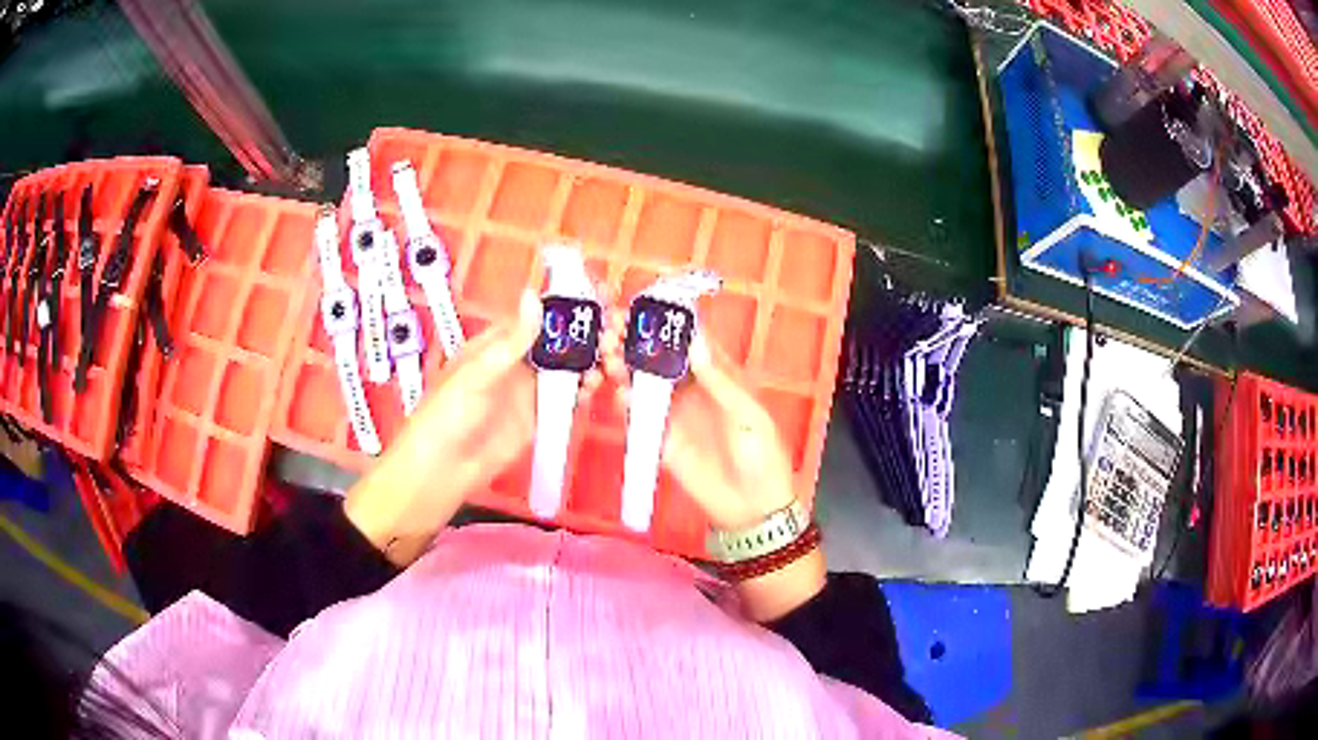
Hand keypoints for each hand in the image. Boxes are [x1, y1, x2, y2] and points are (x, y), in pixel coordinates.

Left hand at [345, 291, 601, 563]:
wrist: (443, 470)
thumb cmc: (448, 414)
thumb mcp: (478, 373)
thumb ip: (511, 340)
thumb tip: (534, 295)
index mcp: (499, 341)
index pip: (541, 314)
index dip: (570, 304)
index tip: (601, 296)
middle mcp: (518, 360)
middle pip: (561, 339)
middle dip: (590, 333)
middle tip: (615, 334)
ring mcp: (530, 388)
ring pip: (570, 366)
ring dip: (594, 359)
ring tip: (614, 360)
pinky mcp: (539, 416)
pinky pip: (569, 396)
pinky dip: (587, 388)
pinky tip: (599, 385)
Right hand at [600, 309, 823, 619]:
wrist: (751, 509)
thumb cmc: (761, 456)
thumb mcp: (748, 416)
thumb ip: (720, 382)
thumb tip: (693, 341)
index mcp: (719, 376)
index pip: (691, 340)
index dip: (669, 322)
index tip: (645, 306)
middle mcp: (692, 388)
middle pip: (660, 357)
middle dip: (638, 341)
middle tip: (615, 328)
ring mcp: (673, 413)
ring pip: (644, 382)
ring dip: (625, 366)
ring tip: (608, 354)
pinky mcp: (659, 439)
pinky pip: (638, 416)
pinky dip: (625, 403)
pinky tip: (616, 391)